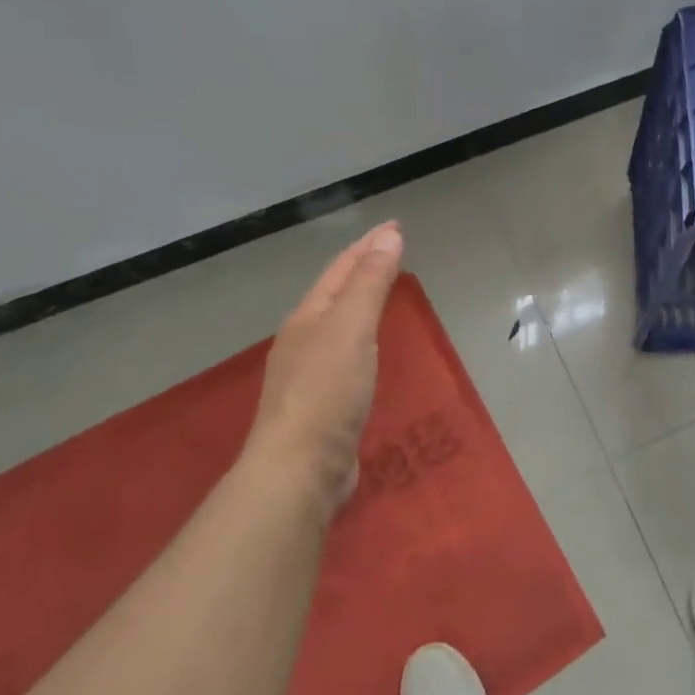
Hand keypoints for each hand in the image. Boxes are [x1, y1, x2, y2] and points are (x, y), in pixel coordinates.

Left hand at [245, 221, 403, 515]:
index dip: (368, 244)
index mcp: (307, 317)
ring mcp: (309, 375)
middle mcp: (303, 340)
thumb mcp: (351, 327)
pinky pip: (347, 355)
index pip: (341, 268)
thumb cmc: (327, 390)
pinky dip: (364, 339)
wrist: (299, 469)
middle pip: (335, 293)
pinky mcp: (322, 406)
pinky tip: (372, 351)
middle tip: (392, 252)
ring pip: (339, 325)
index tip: (395, 226)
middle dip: (362, 269)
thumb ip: (370, 282)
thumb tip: (389, 235)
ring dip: (361, 304)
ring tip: (385, 293)